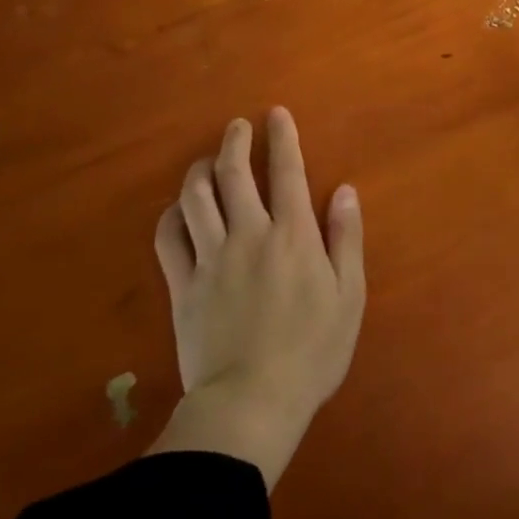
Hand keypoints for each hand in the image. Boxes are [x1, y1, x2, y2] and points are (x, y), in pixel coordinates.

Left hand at [147, 108, 365, 488]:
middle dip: (235, 141)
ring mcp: (211, 259)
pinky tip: (179, 208)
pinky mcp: (183, 286)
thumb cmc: (312, 351)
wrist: (251, 403)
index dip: (281, 138)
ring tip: (206, 161)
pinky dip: (172, 215)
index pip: (286, 172)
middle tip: (237, 126)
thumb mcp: (349, 295)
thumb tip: (344, 191)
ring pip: (196, 197)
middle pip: (234, 173)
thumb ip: (345, 238)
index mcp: (293, 235)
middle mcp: (250, 234)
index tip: (275, 114)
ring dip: (200, 170)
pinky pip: (168, 238)